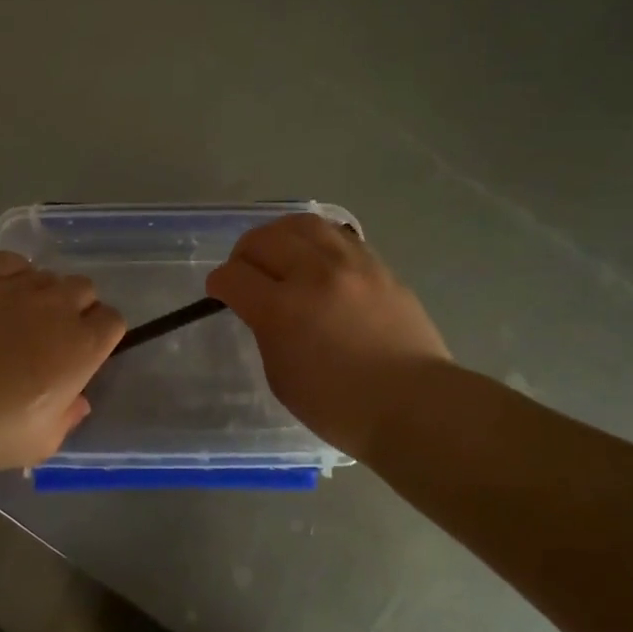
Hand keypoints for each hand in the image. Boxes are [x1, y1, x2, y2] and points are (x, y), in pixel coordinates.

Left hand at [0, 252, 125, 472]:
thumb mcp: (45, 441)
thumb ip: (69, 416)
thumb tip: (78, 401)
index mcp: (84, 346)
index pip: (113, 320)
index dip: (101, 334)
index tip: (85, 352)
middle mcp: (59, 307)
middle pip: (84, 289)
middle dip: (76, 308)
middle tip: (53, 336)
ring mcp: (20, 289)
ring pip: (48, 275)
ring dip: (44, 293)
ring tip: (21, 318)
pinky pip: (11, 261)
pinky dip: (13, 273)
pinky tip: (1, 296)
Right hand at [206, 214, 450, 462]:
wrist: (414, 404)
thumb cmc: (339, 407)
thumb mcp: (281, 376)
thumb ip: (266, 331)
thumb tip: (266, 309)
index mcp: (282, 309)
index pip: (234, 276)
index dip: (219, 283)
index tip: (220, 292)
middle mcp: (314, 275)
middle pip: (264, 239)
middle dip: (244, 253)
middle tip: (246, 271)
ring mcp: (351, 265)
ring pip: (303, 224)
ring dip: (280, 235)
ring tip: (280, 252)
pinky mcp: (379, 267)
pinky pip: (339, 236)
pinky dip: (317, 241)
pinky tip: (317, 259)